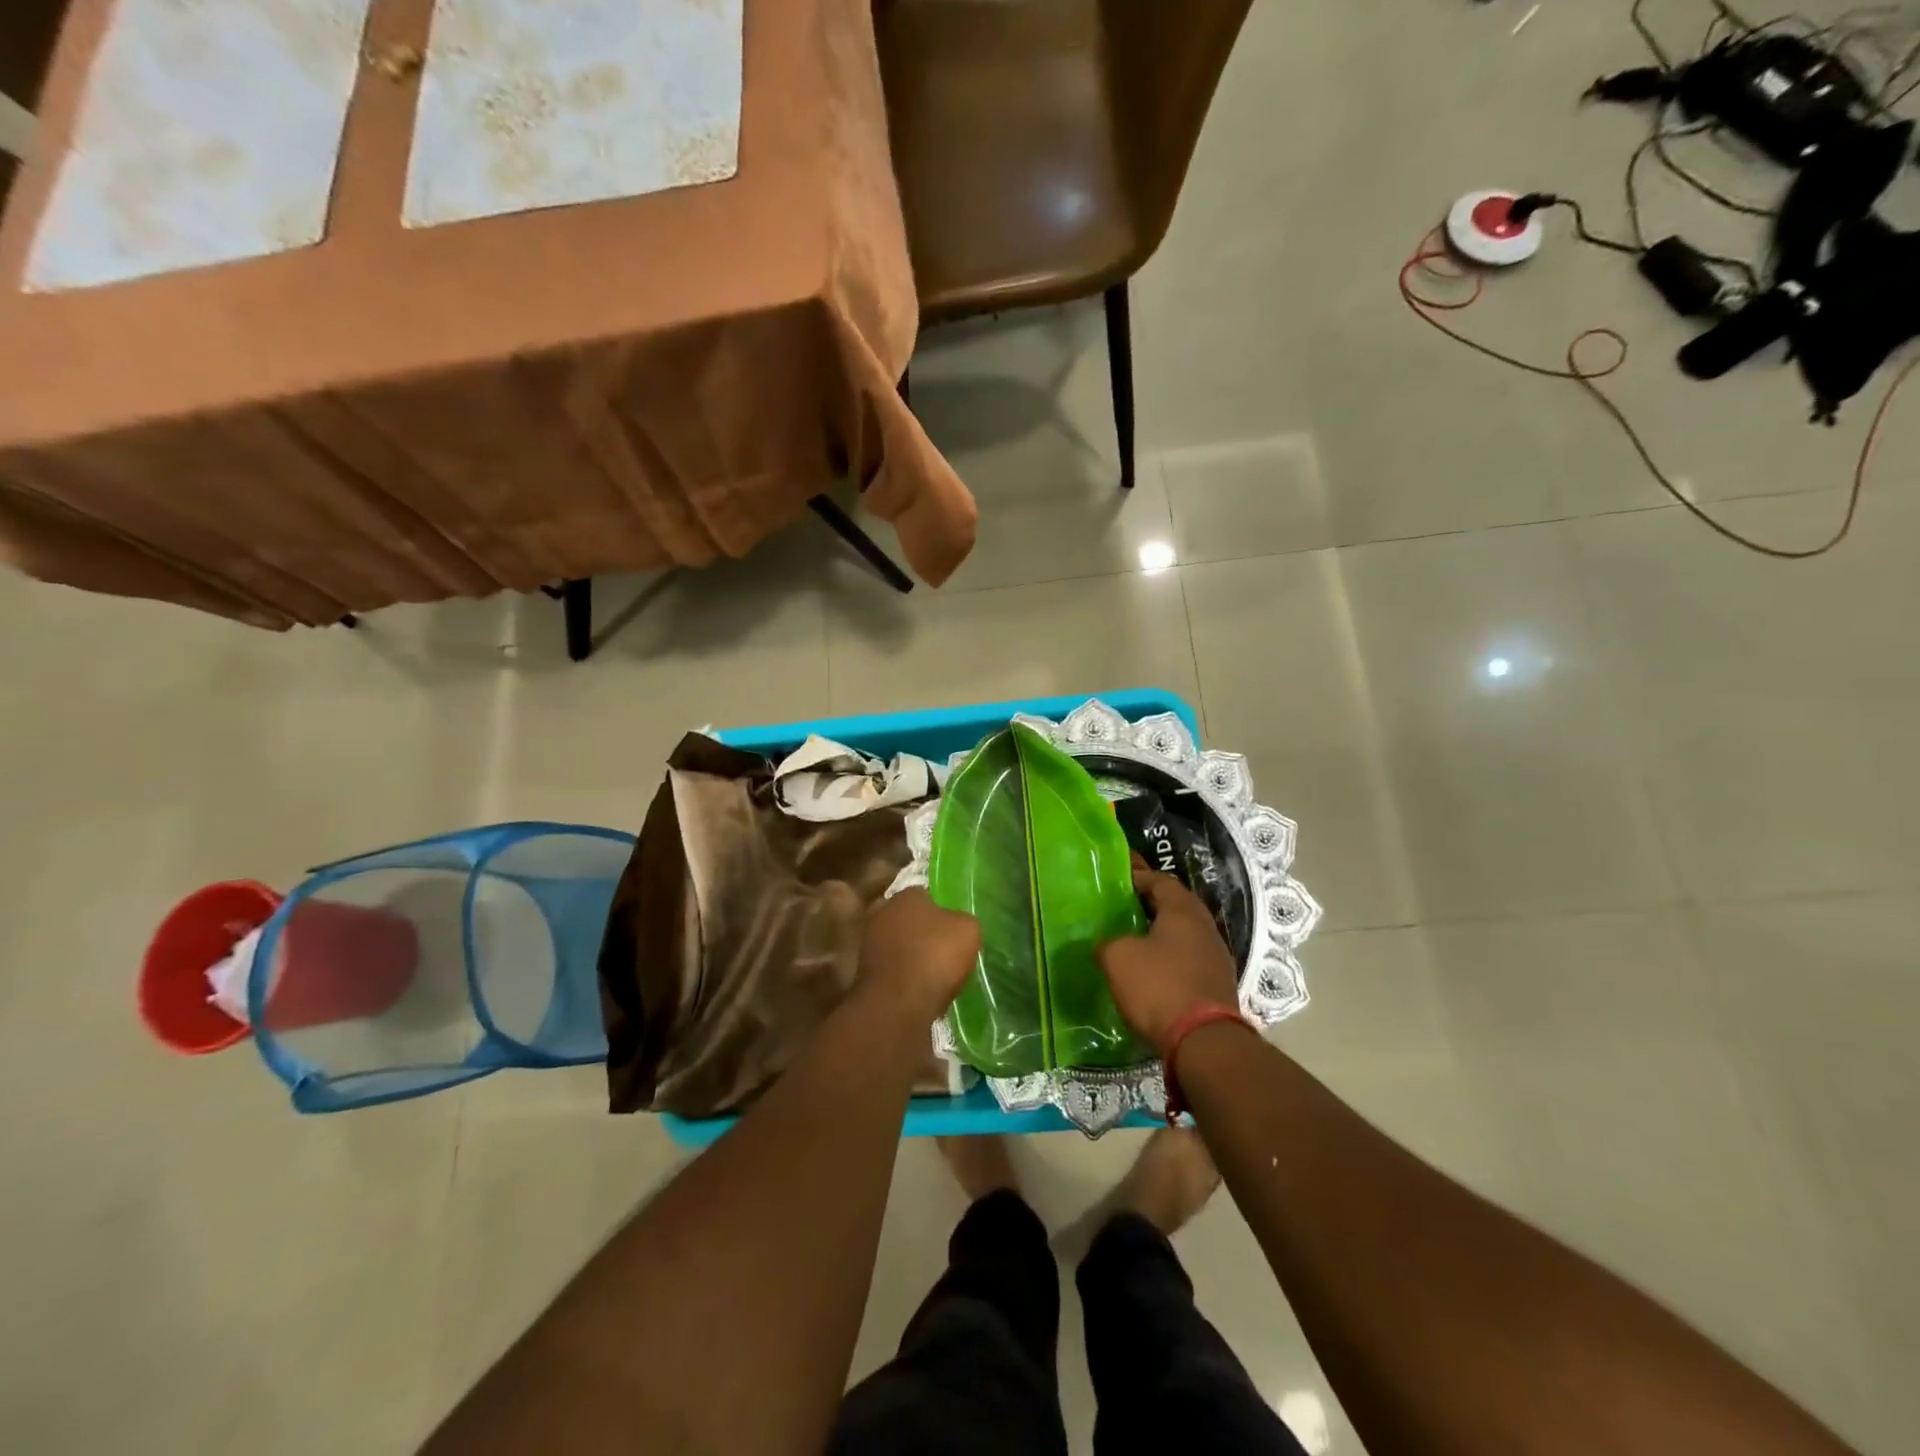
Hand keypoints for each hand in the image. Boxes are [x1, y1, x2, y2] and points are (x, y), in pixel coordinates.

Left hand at [859, 888, 980, 1022]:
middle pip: (909, 919)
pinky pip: (892, 968)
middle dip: (923, 931)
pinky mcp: (864, 971)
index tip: (954, 927)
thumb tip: (957, 923)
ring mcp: (869, 942)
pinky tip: (919, 988)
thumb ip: (963, 920)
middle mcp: (882, 912)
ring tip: (934, 973)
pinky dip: (903, 975)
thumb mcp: (968, 930)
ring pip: (899, 944)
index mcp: (906, 895)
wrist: (898, 1004)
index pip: (926, 894)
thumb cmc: (935, 957)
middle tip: (944, 948)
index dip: (942, 910)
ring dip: (912, 954)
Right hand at [1098, 861, 1239, 1056]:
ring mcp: (1216, 958)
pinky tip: (1151, 971)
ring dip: (1160, 934)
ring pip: (1183, 935)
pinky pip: (1188, 961)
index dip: (1138, 876)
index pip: (1160, 880)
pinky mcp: (1217, 986)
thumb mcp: (1118, 957)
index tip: (1118, 879)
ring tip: (1133, 940)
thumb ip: (1108, 942)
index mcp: (1183, 911)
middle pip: (1175, 906)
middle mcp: (1205, 928)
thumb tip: (1108, 944)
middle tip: (1122, 907)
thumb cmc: (1159, 987)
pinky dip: (1169, 960)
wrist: (1204, 1042)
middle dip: (1149, 905)